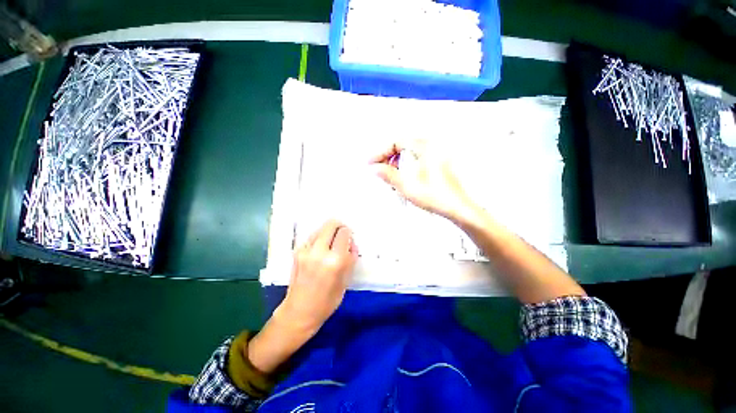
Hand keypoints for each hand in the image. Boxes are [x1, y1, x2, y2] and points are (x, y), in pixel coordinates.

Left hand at [276, 220, 357, 333]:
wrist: (299, 311)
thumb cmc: (327, 301)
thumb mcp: (346, 280)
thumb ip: (350, 257)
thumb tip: (351, 242)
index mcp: (334, 260)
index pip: (344, 232)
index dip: (349, 233)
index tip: (350, 238)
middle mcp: (318, 251)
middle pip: (330, 224)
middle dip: (339, 226)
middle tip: (342, 234)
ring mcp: (305, 250)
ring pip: (320, 229)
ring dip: (328, 232)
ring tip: (331, 244)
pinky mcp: (297, 252)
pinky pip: (312, 238)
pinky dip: (319, 239)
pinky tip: (320, 250)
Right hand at [370, 140, 475, 221]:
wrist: (456, 208)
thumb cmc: (437, 196)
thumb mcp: (406, 185)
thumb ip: (388, 174)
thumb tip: (375, 168)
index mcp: (424, 147)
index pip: (396, 143)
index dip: (381, 153)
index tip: (372, 163)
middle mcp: (430, 149)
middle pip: (402, 148)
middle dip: (388, 160)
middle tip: (380, 171)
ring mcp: (434, 158)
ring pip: (408, 157)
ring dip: (396, 167)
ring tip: (391, 180)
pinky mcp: (435, 167)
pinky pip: (415, 164)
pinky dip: (406, 171)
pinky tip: (403, 183)